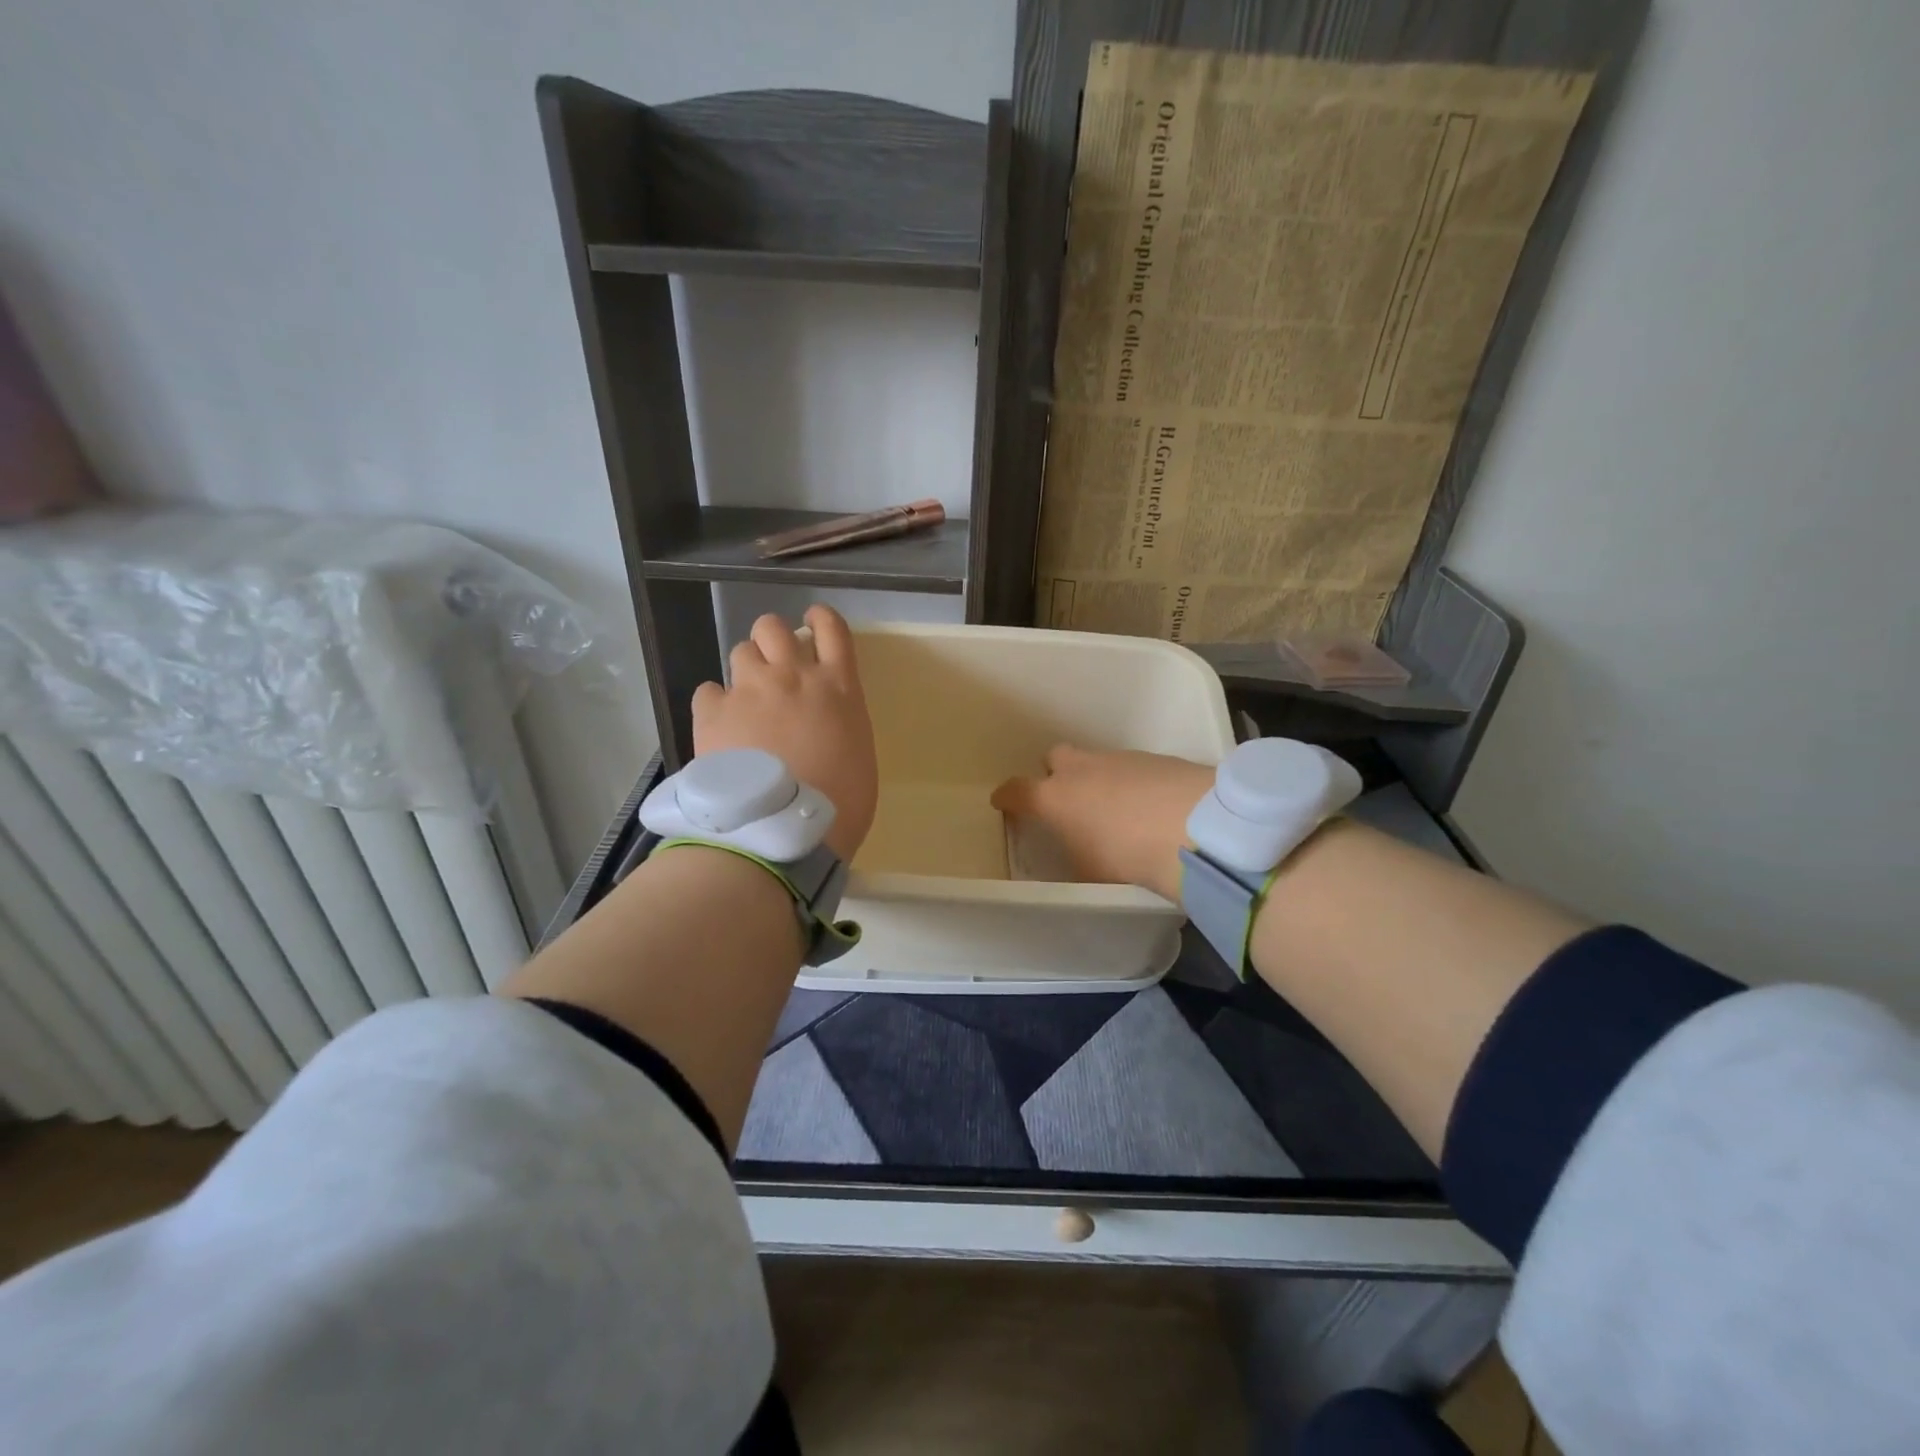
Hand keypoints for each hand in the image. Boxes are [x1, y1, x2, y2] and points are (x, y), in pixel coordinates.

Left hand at [691, 606, 877, 861]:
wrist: (784, 833)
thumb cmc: (840, 805)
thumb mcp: (858, 754)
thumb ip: (841, 720)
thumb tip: (825, 719)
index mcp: (838, 687)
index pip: (831, 628)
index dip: (819, 619)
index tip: (812, 623)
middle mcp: (793, 676)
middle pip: (773, 627)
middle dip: (772, 640)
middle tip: (774, 667)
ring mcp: (751, 691)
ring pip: (740, 651)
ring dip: (746, 670)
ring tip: (747, 701)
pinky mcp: (713, 713)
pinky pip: (708, 690)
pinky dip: (716, 703)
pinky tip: (721, 726)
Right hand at [991, 745, 1213, 902]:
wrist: (1195, 828)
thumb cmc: (1128, 857)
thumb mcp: (1091, 871)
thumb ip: (1076, 857)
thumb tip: (1076, 852)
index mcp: (1055, 798)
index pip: (1017, 790)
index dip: (1007, 796)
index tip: (1003, 801)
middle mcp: (1082, 770)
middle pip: (1056, 758)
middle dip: (1056, 775)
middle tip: (1068, 802)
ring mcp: (1119, 759)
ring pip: (1096, 762)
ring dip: (1098, 780)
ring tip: (1117, 811)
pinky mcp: (1155, 758)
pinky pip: (1130, 768)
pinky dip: (1131, 784)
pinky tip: (1149, 807)